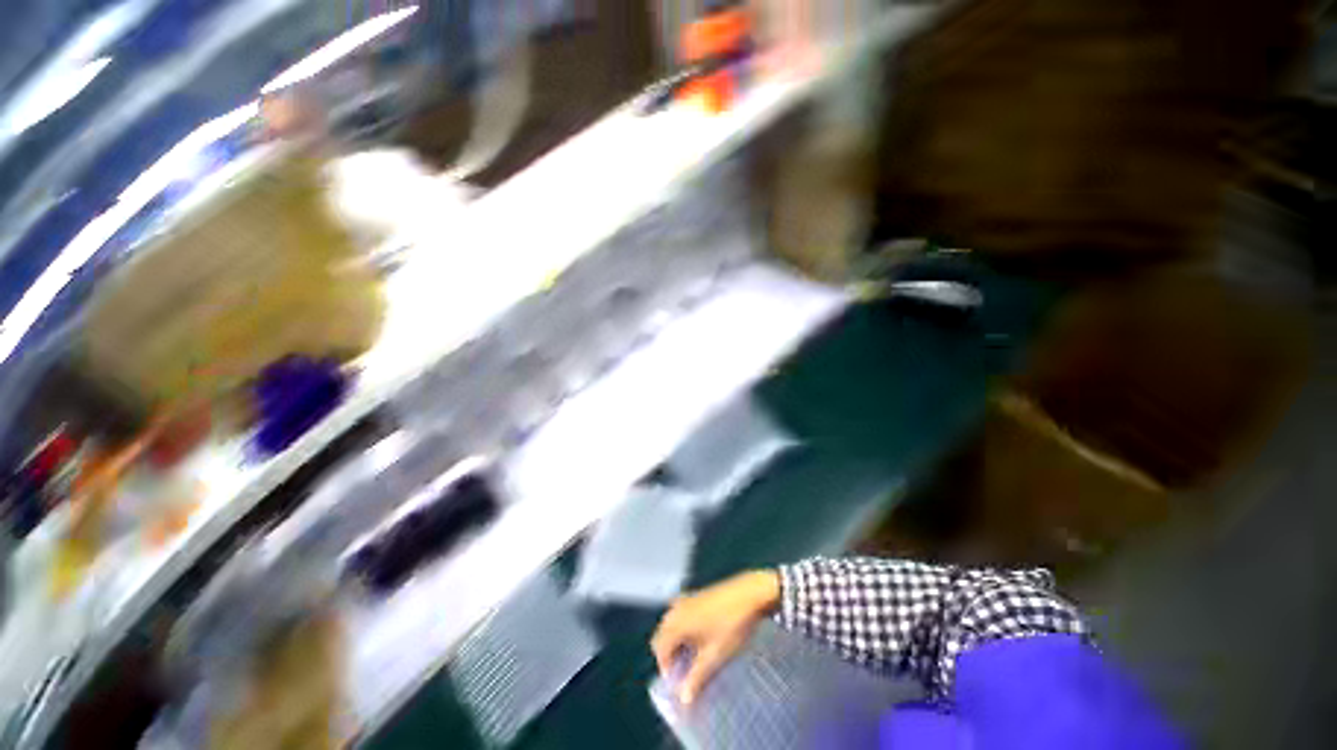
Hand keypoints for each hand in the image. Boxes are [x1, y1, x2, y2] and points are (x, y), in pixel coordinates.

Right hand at [650, 570, 780, 705]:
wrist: (749, 594)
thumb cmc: (731, 626)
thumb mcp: (714, 655)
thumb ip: (696, 677)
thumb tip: (683, 700)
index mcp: (675, 623)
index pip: (659, 650)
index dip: (667, 669)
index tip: (682, 683)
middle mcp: (676, 609)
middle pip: (663, 635)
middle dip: (671, 654)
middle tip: (688, 671)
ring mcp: (686, 599)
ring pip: (672, 624)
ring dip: (678, 641)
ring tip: (696, 655)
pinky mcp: (697, 594)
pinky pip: (682, 614)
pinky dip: (686, 627)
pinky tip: (703, 635)